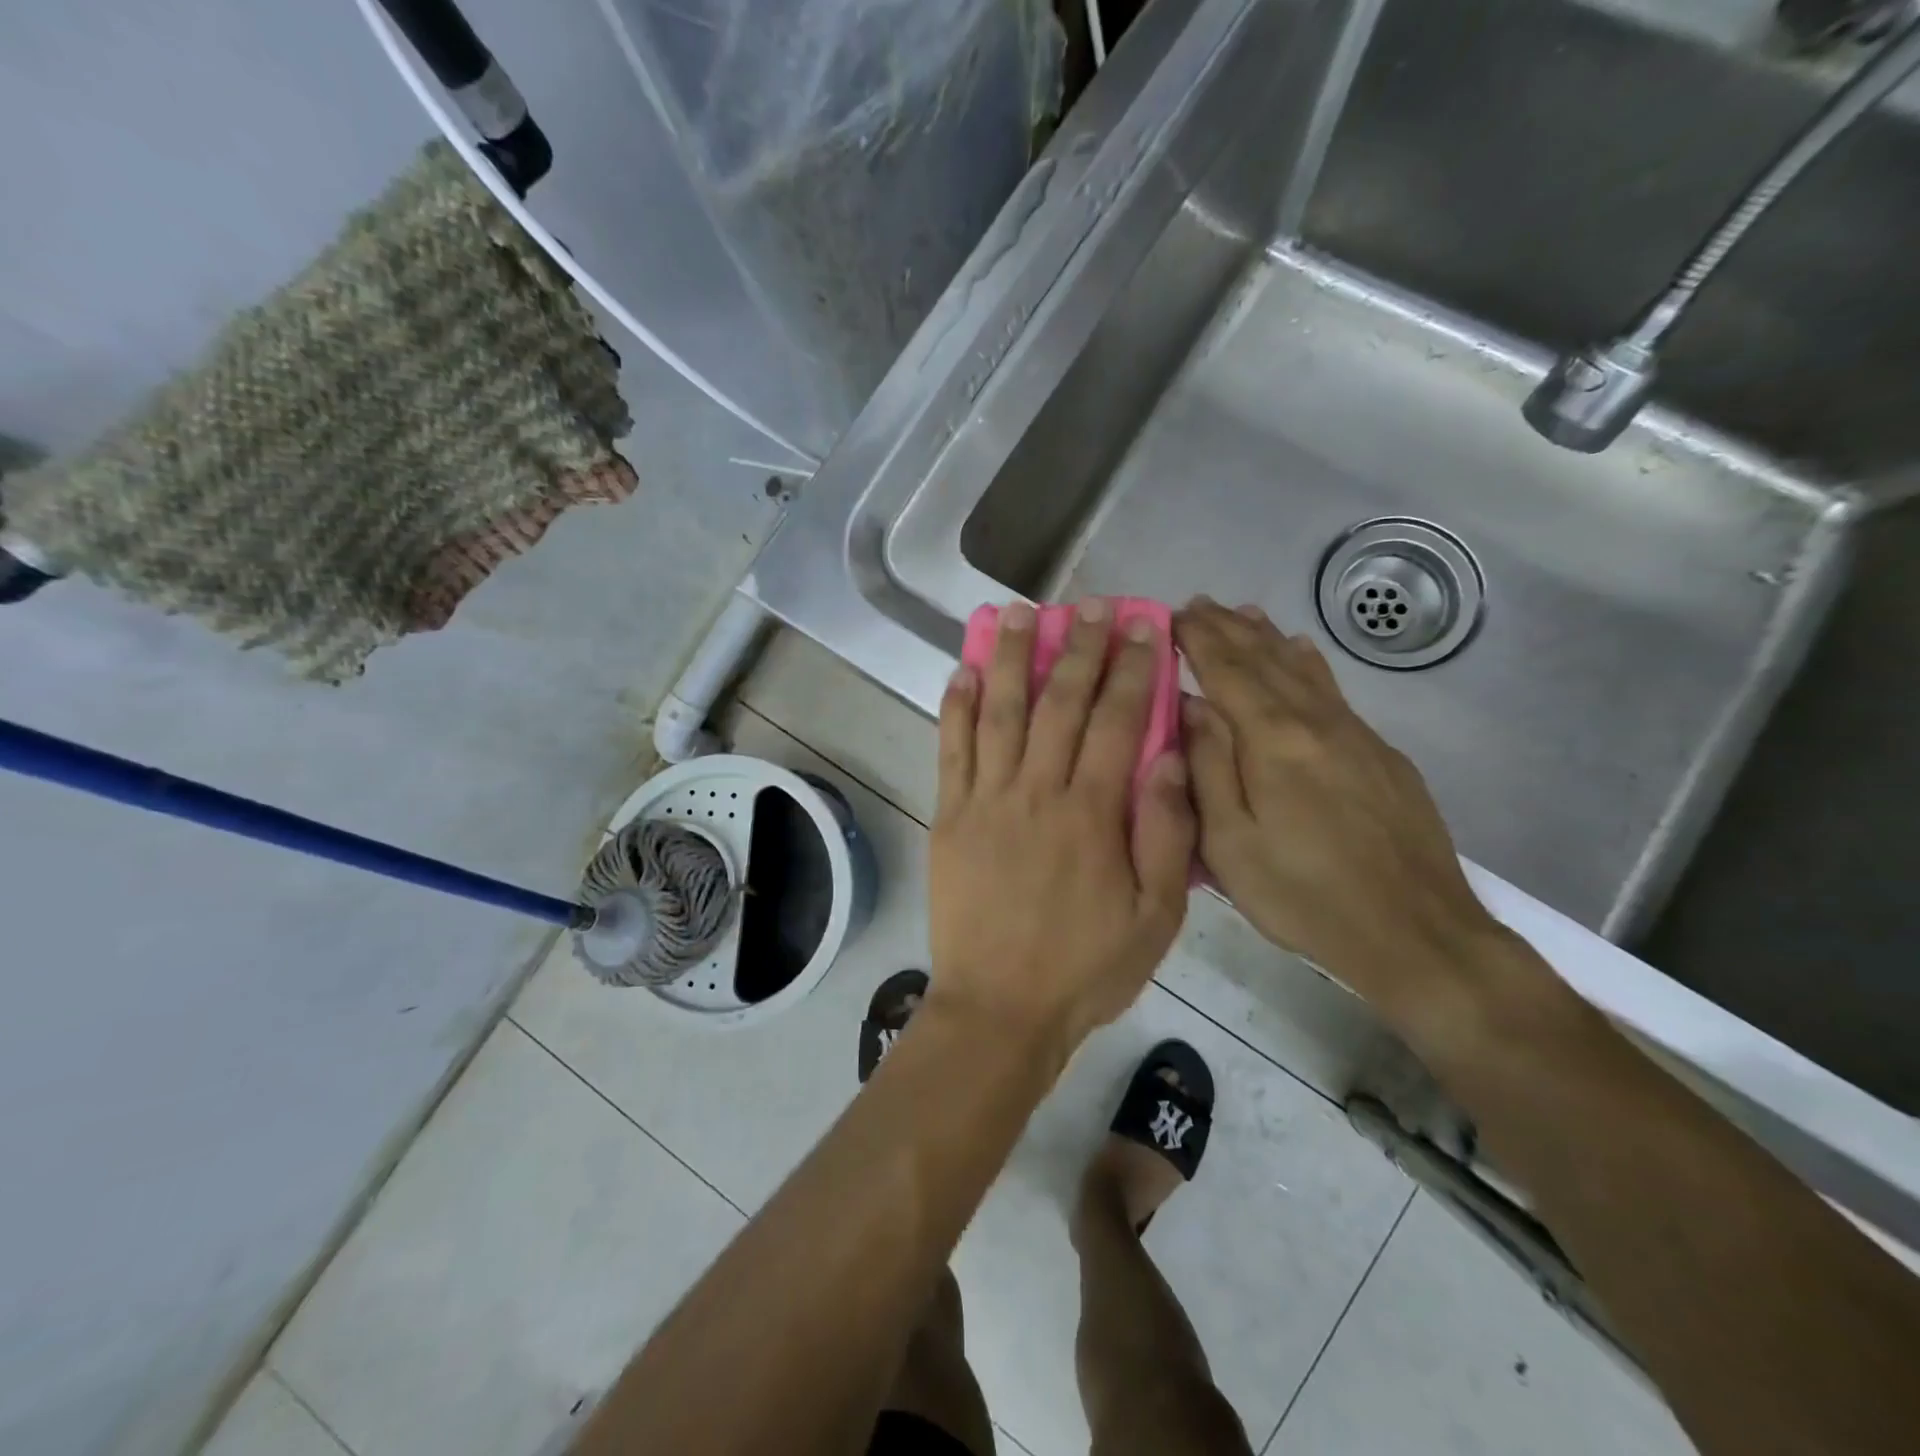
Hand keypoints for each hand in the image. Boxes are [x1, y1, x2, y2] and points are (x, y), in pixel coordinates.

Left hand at [930, 599, 1194, 1055]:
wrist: (1000, 1009)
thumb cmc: (1085, 968)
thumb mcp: (1155, 918)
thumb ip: (1165, 834)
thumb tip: (1167, 758)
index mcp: (1092, 813)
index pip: (1119, 721)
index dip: (1133, 669)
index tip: (1143, 626)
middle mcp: (1037, 791)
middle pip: (1060, 703)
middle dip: (1080, 647)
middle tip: (1092, 605)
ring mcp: (986, 800)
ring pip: (999, 712)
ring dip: (1010, 657)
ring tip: (1019, 613)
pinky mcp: (949, 817)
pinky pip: (951, 750)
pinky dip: (956, 708)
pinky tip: (962, 671)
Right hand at [1175, 599, 1505, 1028]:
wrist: (1415, 932)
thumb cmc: (1304, 895)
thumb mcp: (1231, 844)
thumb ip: (1209, 767)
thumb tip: (1192, 705)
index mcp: (1273, 741)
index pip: (1228, 671)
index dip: (1199, 639)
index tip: (1173, 614)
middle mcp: (1316, 722)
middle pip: (1266, 660)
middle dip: (1228, 628)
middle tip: (1198, 604)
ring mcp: (1355, 734)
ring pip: (1303, 669)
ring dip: (1267, 637)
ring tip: (1243, 612)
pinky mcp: (1382, 754)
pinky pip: (1333, 690)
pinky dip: (1308, 663)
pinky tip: (1302, 652)